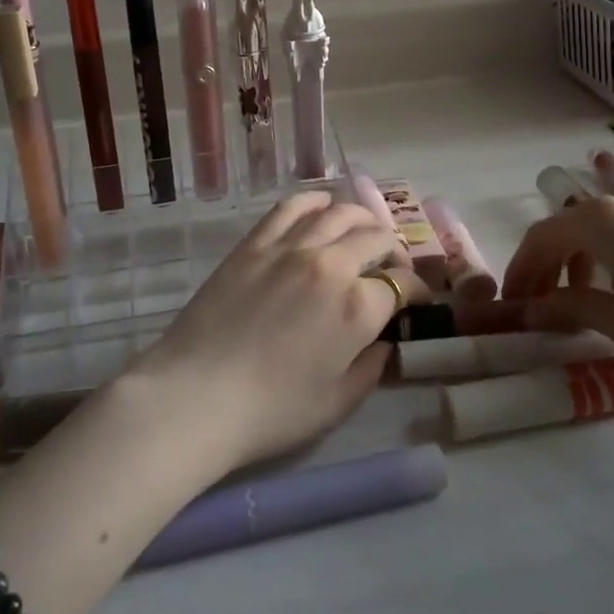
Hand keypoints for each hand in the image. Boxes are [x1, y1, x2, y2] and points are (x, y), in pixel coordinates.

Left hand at [130, 191, 429, 469]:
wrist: (197, 396)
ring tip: (364, 230)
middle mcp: (331, 265)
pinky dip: (314, 202)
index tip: (416, 300)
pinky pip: (291, 208)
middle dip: (394, 250)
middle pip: (375, 239)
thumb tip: (383, 341)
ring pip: (339, 213)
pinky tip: (322, 206)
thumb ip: (371, 367)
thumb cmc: (271, 412)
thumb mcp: (338, 403)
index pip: (402, 285)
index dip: (415, 292)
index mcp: (358, 308)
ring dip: (361, 219)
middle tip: (394, 264)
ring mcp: (290, 248)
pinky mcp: (255, 243)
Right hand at [500, 153, 613, 387]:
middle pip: (567, 226)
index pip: (540, 238)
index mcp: (598, 223)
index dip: (521, 270)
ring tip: (584, 291)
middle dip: (547, 263)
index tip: (513, 304)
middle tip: (542, 302)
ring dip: (580, 253)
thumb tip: (533, 310)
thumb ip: (571, 309)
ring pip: (600, 221)